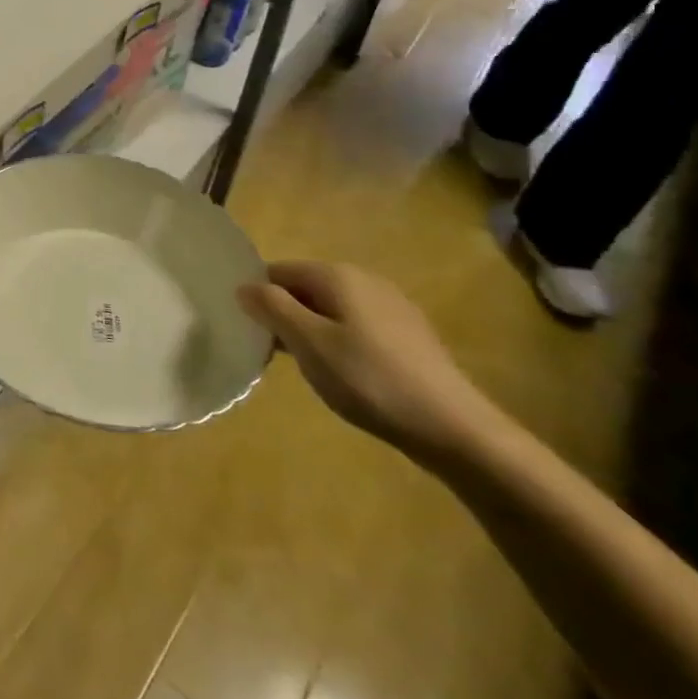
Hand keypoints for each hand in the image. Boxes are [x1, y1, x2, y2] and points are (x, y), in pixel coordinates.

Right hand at [238, 261, 499, 466]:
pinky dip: (340, 341)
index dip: (258, 298)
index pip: (277, 271)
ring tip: (308, 368)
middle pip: (305, 288)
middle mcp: (364, 279)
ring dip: (311, 330)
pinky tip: (346, 375)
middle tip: (274, 354)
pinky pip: (356, 325)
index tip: (250, 332)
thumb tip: (243, 286)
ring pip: (331, 308)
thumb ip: (272, 308)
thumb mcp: (308, 344)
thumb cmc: (370, 380)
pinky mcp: (409, 333)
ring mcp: (391, 305)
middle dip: (284, 315)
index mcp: (337, 275)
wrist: (454, 428)